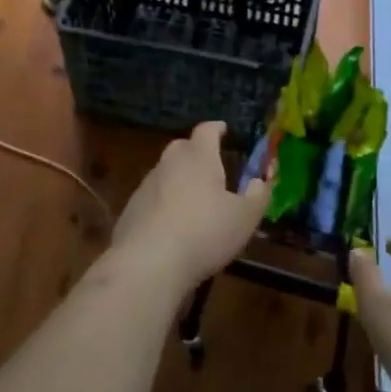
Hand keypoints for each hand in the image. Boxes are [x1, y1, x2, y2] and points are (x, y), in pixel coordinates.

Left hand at [110, 121, 271, 291]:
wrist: (148, 263)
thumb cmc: (204, 233)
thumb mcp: (245, 218)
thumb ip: (258, 195)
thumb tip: (259, 181)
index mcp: (198, 157)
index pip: (206, 130)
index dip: (217, 128)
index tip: (224, 130)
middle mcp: (169, 163)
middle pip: (182, 148)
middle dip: (197, 153)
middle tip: (212, 168)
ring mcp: (146, 185)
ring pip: (165, 173)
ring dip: (179, 180)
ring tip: (194, 202)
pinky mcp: (131, 209)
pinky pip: (152, 198)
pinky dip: (163, 204)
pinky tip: (172, 227)